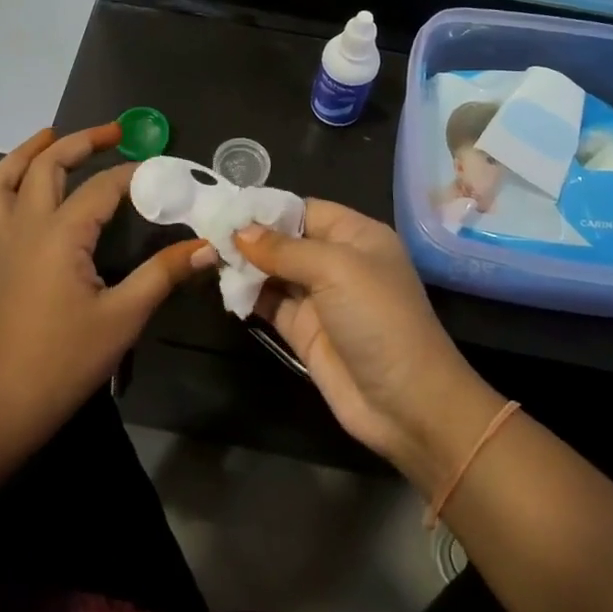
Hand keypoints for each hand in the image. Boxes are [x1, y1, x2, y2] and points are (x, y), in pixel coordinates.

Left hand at [0, 125, 210, 448]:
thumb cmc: (65, 360)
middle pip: (45, 167)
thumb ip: (164, 274)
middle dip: (78, 142)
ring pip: (0, 184)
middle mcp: (25, 228)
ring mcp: (0, 247)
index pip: (102, 187)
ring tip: (47, 138)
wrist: (1, 405)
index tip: (164, 172)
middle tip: (112, 133)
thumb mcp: (124, 317)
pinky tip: (15, 201)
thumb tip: (208, 246)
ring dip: (23, 156)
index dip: (134, 174)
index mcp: (59, 234)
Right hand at [235, 201, 495, 483]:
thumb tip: (239, 231)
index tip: (226, 208)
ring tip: (207, 258)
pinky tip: (222, 287)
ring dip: (244, 266)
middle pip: (285, 240)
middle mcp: (337, 262)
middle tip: (206, 234)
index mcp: (356, 236)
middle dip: (250, 237)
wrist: (406, 403)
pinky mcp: (303, 331)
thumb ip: (284, 248)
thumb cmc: (379, 319)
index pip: (304, 210)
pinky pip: (269, 304)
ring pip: (273, 272)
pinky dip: (247, 295)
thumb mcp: (336, 269)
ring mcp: (319, 299)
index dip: (267, 208)